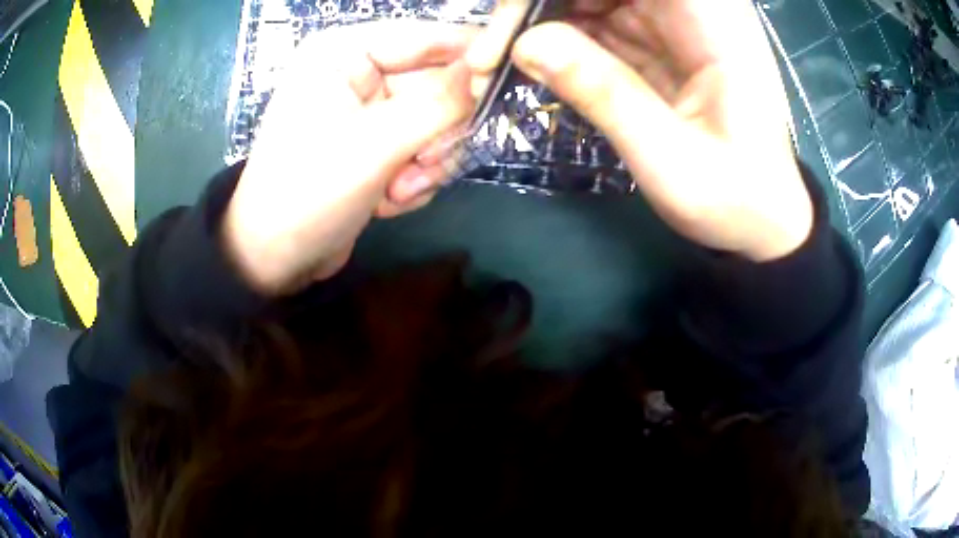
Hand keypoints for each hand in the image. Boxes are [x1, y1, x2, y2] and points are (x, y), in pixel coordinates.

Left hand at [223, 21, 476, 294]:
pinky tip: (387, 199)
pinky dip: (414, 177)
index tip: (503, 84)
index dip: (470, 57)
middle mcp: (358, 73)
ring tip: (398, 189)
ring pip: (435, 121)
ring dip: (426, 161)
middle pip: (437, 83)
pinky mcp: (375, 144)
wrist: (275, 258)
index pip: (427, 36)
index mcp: (344, 52)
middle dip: (437, 132)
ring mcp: (368, 110)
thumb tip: (485, 72)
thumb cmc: (310, 192)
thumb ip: (440, 104)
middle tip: (423, 162)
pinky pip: (422, 148)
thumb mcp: (376, 144)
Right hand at [511, 0, 813, 260]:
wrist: (762, 222)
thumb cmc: (735, 199)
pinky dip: (556, 41)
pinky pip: (593, 24)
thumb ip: (605, 94)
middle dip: (536, 6)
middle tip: (489, 55)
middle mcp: (689, 8)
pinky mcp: (653, 44)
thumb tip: (524, 44)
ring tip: (495, 64)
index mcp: (711, 19)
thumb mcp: (671, 159)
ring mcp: (669, 23)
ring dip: (538, 22)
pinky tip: (528, 66)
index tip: (512, 25)